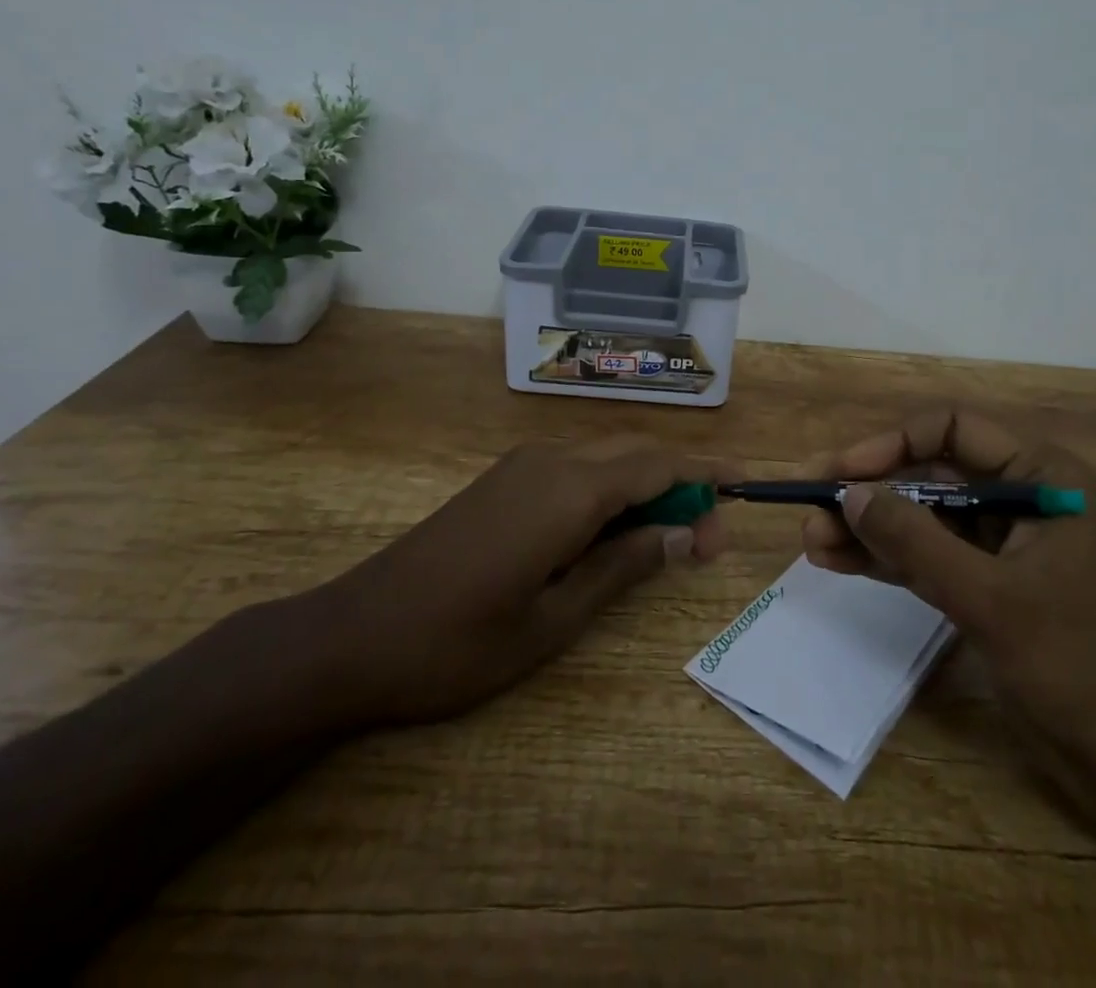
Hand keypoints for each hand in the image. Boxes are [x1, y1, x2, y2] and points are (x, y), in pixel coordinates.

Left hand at [305, 435, 726, 727]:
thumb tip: (688, 534)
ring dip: (646, 485)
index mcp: (569, 491)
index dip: (705, 475)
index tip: (742, 489)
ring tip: (669, 537)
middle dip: (681, 482)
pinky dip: (610, 489)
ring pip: (607, 457)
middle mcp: (551, 461)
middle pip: (637, 451)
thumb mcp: (555, 619)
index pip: (659, 463)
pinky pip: (576, 468)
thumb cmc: (458, 644)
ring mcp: (523, 465)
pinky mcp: (504, 478)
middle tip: (707, 534)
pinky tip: (613, 531)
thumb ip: (625, 566)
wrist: (353, 636)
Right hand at [801, 408, 1095, 765]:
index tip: (842, 472)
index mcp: (1040, 476)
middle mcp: (1020, 498)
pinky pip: (929, 558)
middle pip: (930, 475)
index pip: (952, 430)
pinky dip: (888, 560)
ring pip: (923, 519)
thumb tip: (849, 493)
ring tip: (812, 540)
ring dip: (870, 529)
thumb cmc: (1079, 665)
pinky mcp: (990, 586)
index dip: (891, 445)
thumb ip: (916, 541)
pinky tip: (839, 562)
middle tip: (811, 509)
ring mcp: (1003, 545)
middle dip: (871, 494)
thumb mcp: (990, 597)